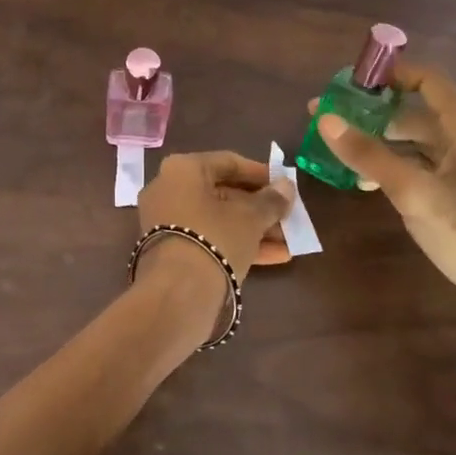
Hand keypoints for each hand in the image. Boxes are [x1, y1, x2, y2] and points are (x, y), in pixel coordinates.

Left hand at [137, 150, 294, 291]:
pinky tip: (275, 257)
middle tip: (288, 216)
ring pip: (218, 219)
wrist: (177, 292)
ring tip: (289, 240)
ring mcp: (166, 221)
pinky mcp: (170, 250)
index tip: (285, 185)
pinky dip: (237, 244)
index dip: (260, 173)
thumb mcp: (250, 217)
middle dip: (259, 207)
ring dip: (254, 228)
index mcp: (182, 169)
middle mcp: (168, 189)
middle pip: (223, 193)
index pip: (228, 162)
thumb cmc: (215, 237)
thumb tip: (286, 186)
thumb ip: (271, 200)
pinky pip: (208, 238)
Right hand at [309, 64, 455, 377]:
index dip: (393, 73)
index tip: (351, 80)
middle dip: (374, 110)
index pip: (430, 82)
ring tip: (338, 147)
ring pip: (415, 144)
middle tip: (330, 116)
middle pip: (417, 112)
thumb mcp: (415, 193)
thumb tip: (325, 118)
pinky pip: (418, 171)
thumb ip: (370, 155)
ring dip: (379, 141)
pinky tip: (364, 183)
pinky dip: (390, 169)